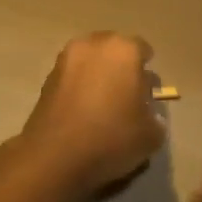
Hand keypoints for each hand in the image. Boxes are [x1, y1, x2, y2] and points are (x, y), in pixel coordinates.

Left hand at [17, 32, 166, 195]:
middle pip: (113, 51)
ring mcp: (65, 59)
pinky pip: (72, 77)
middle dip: (121, 68)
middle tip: (126, 97)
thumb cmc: (112, 137)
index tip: (147, 94)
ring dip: (98, 77)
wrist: (55, 156)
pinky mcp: (46, 78)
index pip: (143, 50)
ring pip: (90, 62)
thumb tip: (147, 114)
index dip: (147, 73)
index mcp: (123, 49)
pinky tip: (83, 113)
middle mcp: (93, 45)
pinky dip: (79, 88)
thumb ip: (155, 117)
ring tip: (103, 106)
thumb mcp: (151, 135)